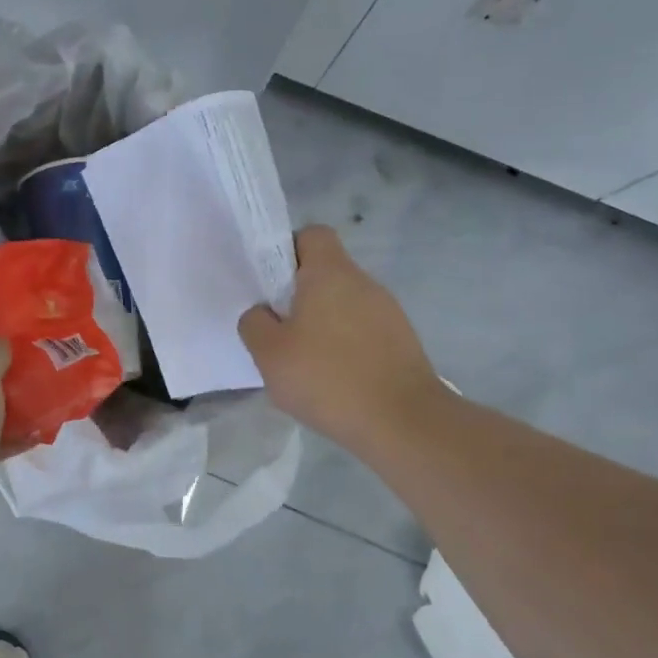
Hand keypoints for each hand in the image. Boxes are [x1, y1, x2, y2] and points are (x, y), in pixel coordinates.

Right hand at [238, 225, 446, 457]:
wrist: (404, 423)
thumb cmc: (328, 378)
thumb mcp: (269, 354)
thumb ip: (254, 323)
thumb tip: (262, 313)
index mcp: (330, 273)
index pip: (312, 234)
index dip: (287, 251)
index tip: (271, 284)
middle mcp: (363, 282)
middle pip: (326, 272)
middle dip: (299, 295)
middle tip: (279, 330)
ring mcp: (388, 312)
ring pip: (344, 303)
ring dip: (323, 323)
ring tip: (306, 363)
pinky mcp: (402, 342)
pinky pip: (362, 331)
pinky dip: (345, 346)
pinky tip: (334, 380)